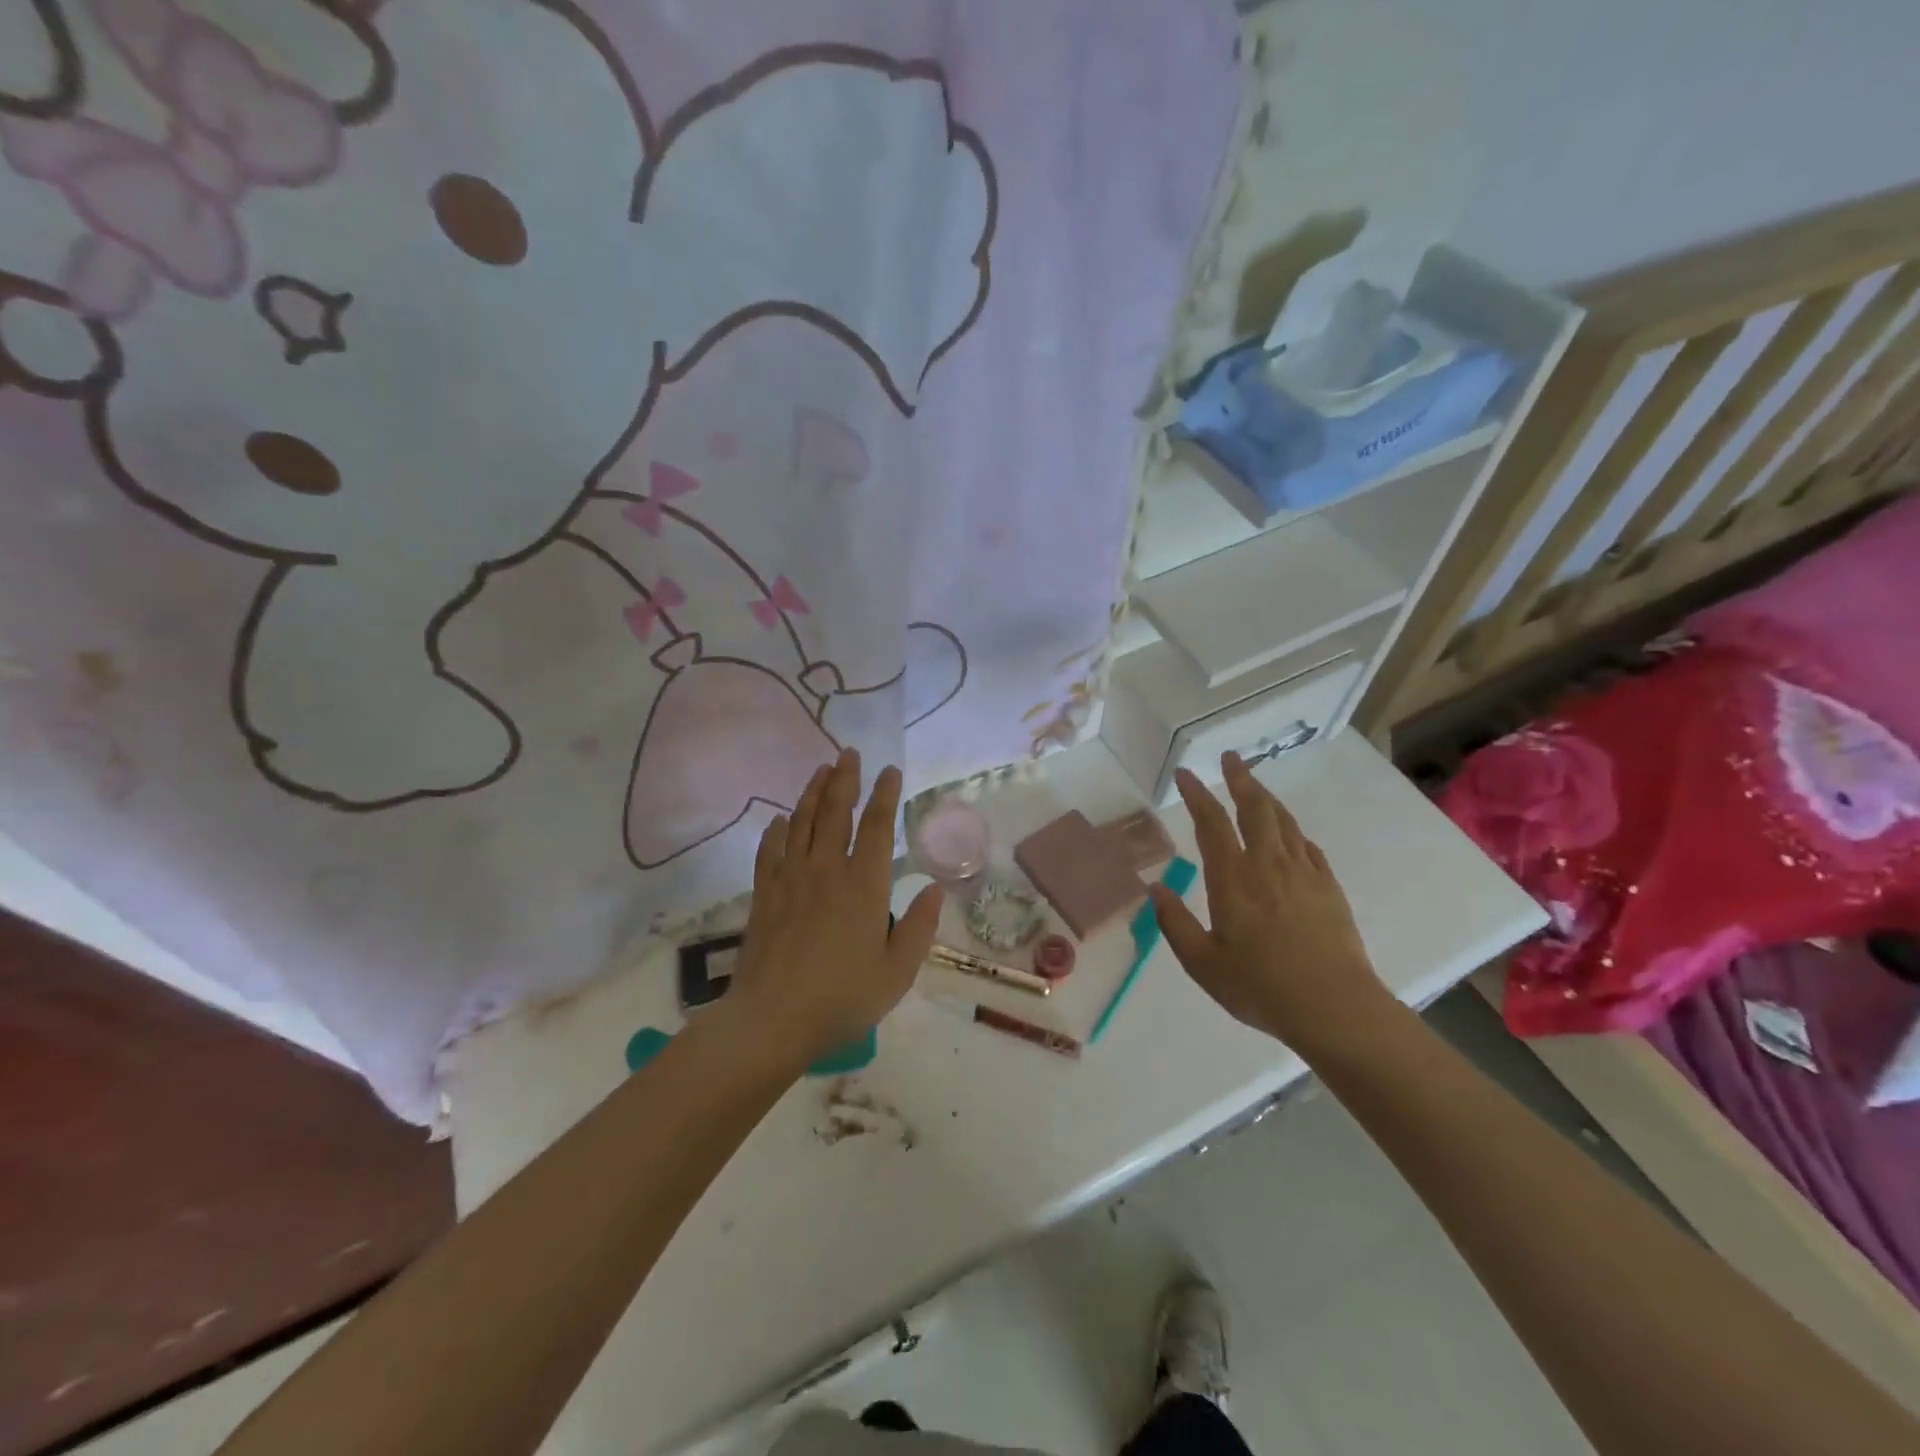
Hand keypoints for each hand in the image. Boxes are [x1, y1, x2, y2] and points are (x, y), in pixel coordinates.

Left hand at [729, 749, 943, 1065]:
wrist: (772, 1019)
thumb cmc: (843, 998)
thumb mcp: (897, 972)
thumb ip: (920, 927)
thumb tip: (935, 889)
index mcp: (864, 885)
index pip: (877, 827)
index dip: (885, 795)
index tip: (890, 771)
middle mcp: (827, 870)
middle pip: (836, 811)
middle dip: (845, 778)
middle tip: (849, 753)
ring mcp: (791, 878)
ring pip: (802, 822)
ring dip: (813, 792)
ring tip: (822, 770)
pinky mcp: (765, 894)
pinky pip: (770, 850)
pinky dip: (778, 829)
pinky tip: (781, 819)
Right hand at [1151, 753, 1396, 1059]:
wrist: (1335, 1008)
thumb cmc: (1260, 987)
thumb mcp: (1203, 964)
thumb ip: (1175, 924)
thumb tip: (1156, 889)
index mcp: (1233, 880)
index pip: (1211, 823)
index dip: (1197, 795)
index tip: (1186, 774)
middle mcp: (1268, 865)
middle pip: (1254, 808)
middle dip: (1240, 779)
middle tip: (1229, 758)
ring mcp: (1304, 873)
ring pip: (1284, 822)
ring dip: (1266, 798)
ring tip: (1254, 786)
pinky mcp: (1329, 888)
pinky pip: (1308, 847)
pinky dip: (1293, 832)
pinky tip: (1291, 835)